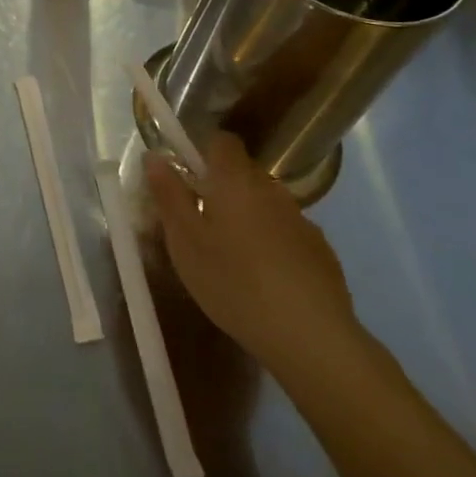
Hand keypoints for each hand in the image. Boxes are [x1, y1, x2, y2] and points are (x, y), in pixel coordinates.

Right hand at [144, 135, 359, 373]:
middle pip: (243, 174)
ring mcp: (302, 221)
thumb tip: (154, 156)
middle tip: (200, 226)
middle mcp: (272, 190)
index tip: (187, 180)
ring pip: (265, 205)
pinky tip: (265, 281)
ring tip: (232, 258)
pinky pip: (287, 234)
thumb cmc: (233, 281)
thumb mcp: (184, 240)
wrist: (309, 335)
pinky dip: (272, 245)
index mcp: (235, 181)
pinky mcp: (321, 251)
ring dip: (247, 218)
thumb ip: (168, 194)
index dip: (203, 152)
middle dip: (221, 190)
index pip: (222, 141)